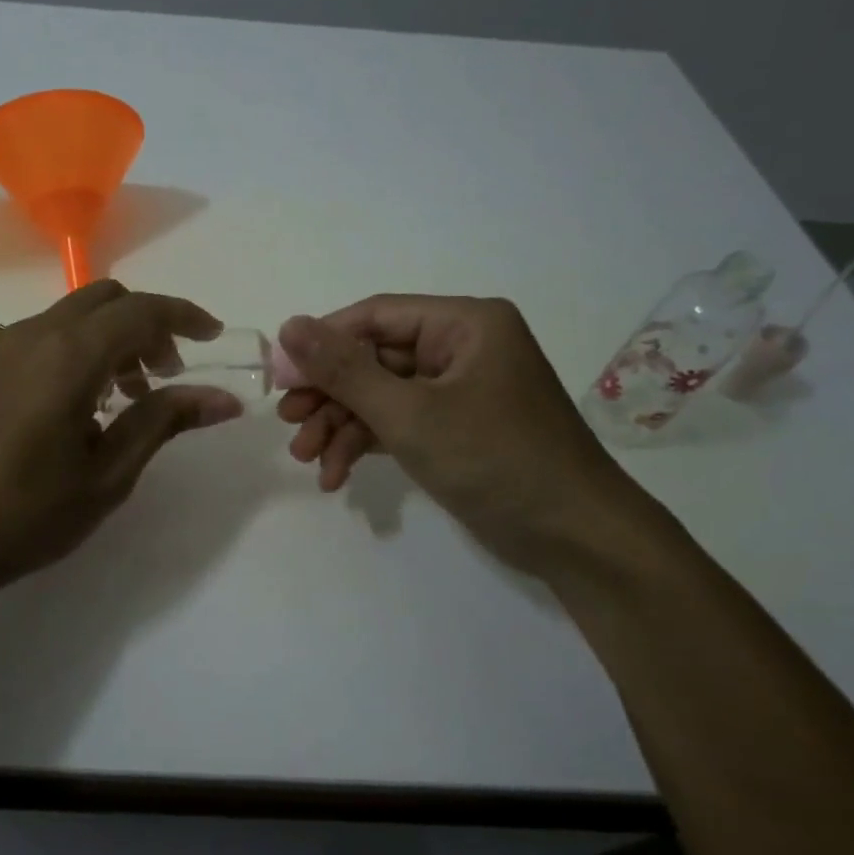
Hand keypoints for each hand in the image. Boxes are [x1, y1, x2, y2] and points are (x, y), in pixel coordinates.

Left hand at [0, 280, 244, 592]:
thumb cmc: (27, 513)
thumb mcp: (108, 475)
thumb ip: (164, 423)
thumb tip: (222, 398)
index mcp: (69, 356)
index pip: (141, 310)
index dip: (184, 316)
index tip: (214, 337)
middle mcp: (36, 336)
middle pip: (106, 299)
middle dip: (148, 324)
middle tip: (170, 373)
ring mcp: (5, 350)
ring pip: (75, 315)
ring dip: (114, 337)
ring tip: (133, 396)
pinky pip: (48, 336)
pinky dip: (83, 349)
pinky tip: (87, 404)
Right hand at [276, 296, 644, 574]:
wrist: (575, 538)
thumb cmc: (496, 460)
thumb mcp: (410, 414)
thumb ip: (345, 370)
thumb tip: (289, 325)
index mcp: (464, 324)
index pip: (374, 316)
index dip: (320, 344)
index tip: (278, 377)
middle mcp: (461, 348)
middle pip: (373, 358)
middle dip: (329, 395)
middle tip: (287, 423)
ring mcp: (458, 390)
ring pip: (380, 395)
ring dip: (340, 425)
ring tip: (307, 459)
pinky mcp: (455, 428)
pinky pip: (398, 422)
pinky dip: (366, 445)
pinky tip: (336, 476)